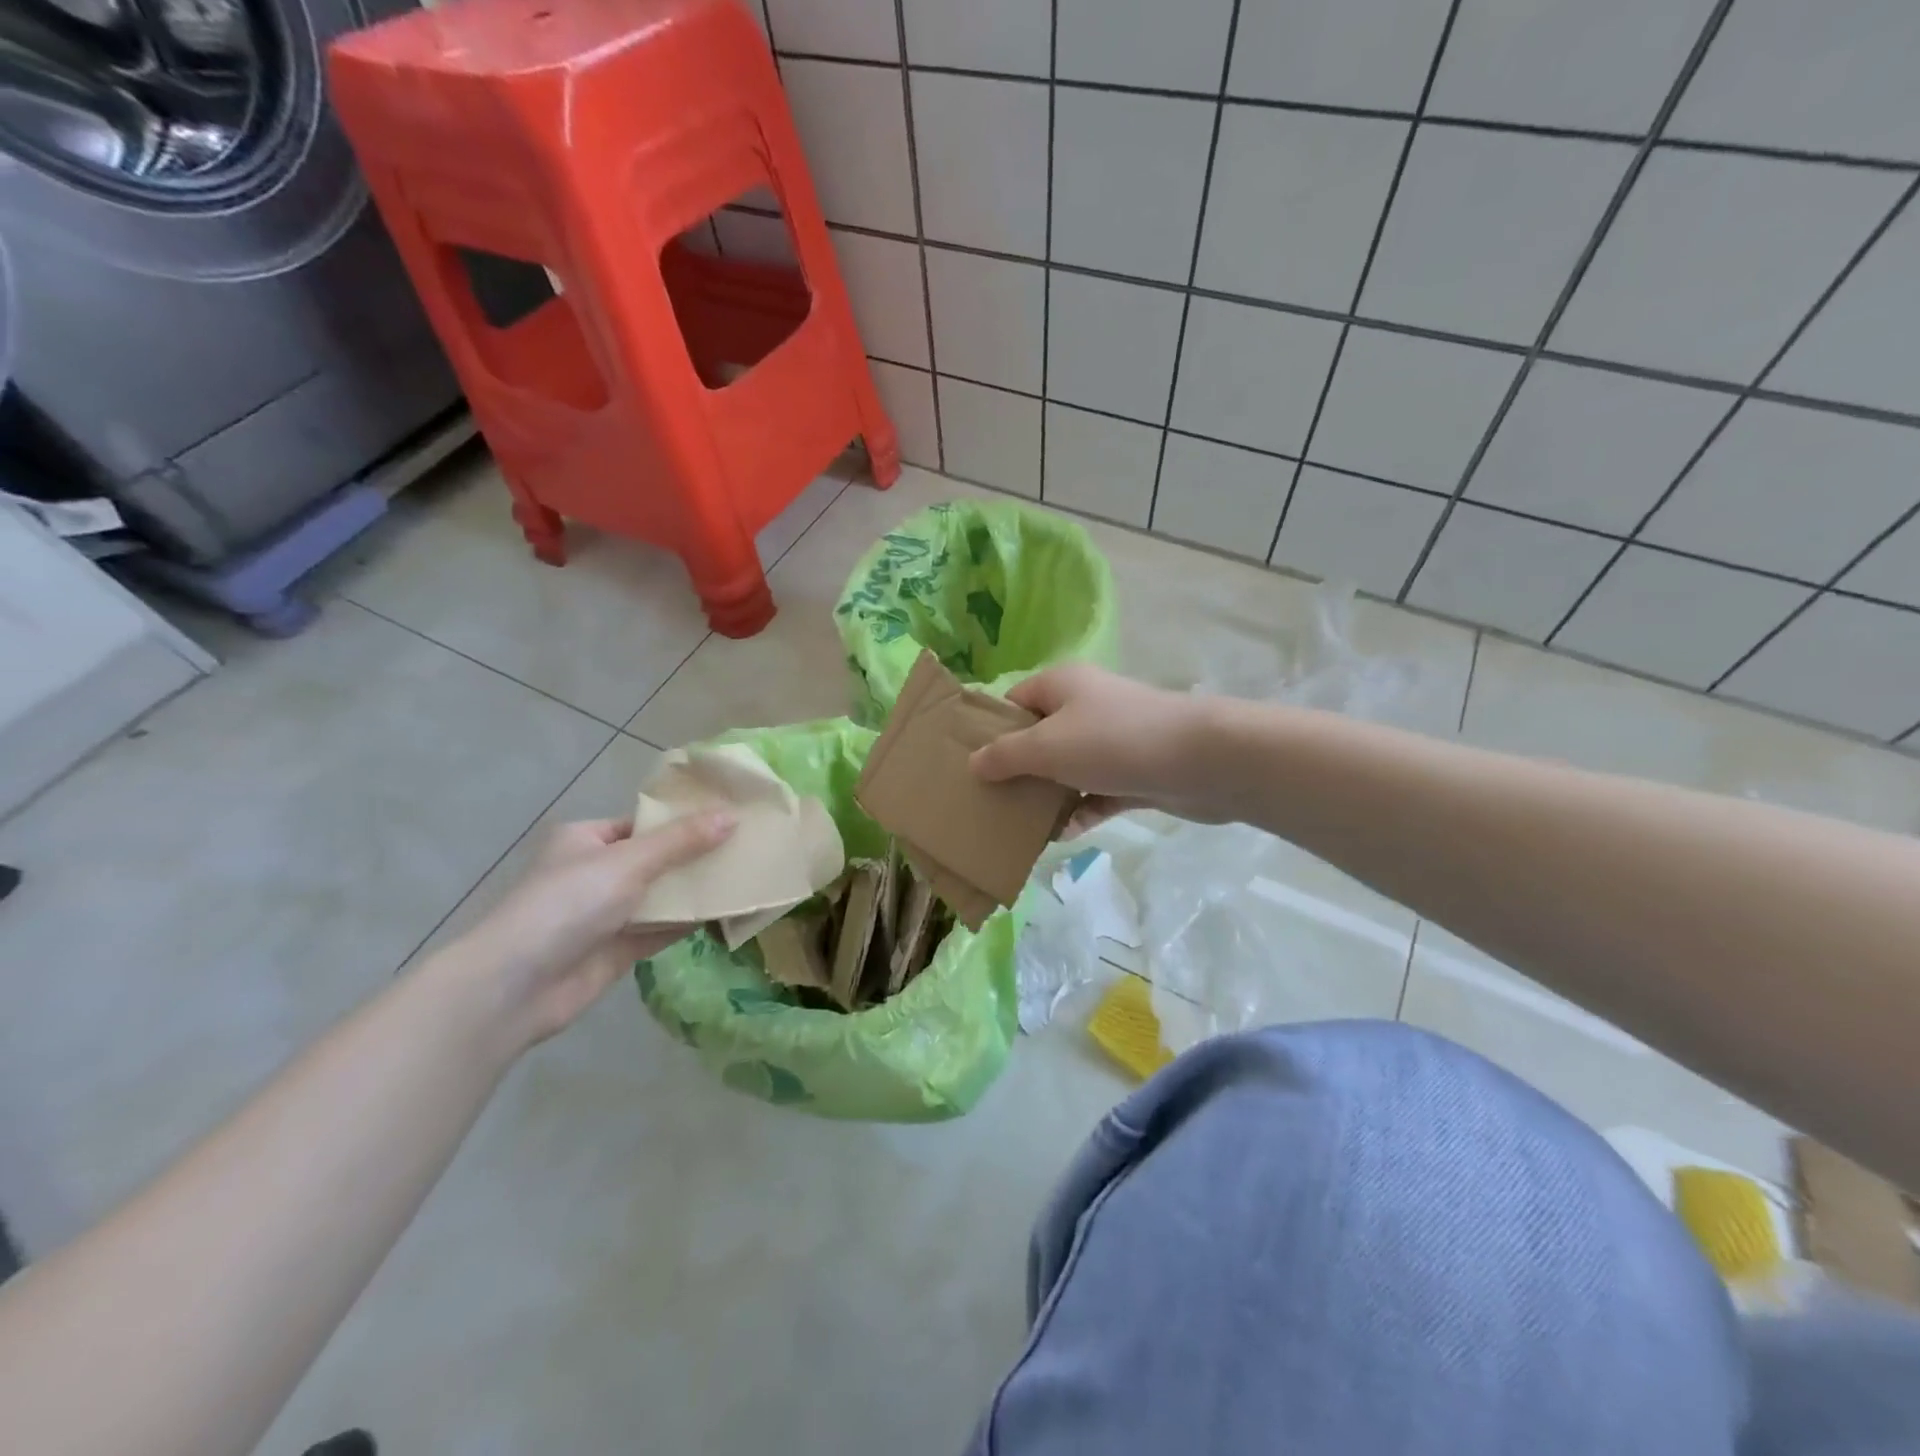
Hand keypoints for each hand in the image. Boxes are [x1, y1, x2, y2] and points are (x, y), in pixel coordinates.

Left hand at [446, 813, 733, 1047]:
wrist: (516, 987)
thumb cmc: (568, 904)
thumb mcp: (628, 862)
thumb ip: (682, 841)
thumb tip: (732, 815)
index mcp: (587, 839)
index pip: (644, 823)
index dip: (684, 820)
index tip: (730, 817)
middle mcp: (595, 872)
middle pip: (657, 859)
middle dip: (696, 856)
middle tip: (748, 846)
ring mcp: (606, 913)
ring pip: (661, 895)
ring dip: (696, 890)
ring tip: (747, 874)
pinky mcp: (618, 949)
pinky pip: (661, 929)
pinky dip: (689, 921)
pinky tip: (727, 912)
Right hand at [970, 664, 1220, 833]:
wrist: (1202, 761)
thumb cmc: (1113, 742)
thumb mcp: (1046, 747)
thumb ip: (1005, 755)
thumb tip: (974, 763)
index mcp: (1061, 686)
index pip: (1014, 703)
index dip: (990, 731)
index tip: (969, 766)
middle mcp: (1086, 707)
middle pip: (1039, 738)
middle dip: (1016, 771)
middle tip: (989, 802)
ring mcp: (1112, 741)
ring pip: (1068, 769)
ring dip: (1048, 797)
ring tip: (1019, 827)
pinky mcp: (1134, 773)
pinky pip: (1096, 793)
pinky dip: (1081, 811)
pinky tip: (1063, 836)